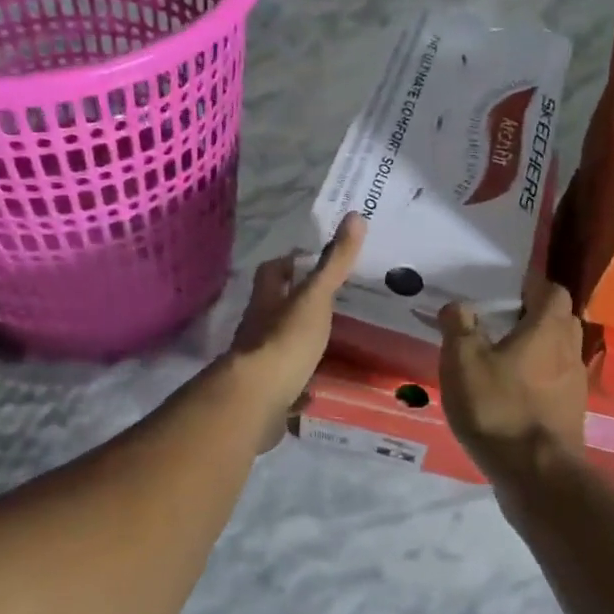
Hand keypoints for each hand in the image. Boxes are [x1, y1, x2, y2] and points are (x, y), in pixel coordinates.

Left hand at [225, 212, 365, 448]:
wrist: (258, 398)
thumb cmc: (286, 340)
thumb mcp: (315, 297)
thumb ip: (335, 263)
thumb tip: (355, 215)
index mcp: (267, 301)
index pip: (272, 272)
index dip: (288, 263)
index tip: (309, 260)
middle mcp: (257, 328)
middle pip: (272, 308)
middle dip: (293, 304)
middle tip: (327, 303)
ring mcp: (259, 362)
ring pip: (277, 344)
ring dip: (296, 342)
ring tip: (328, 343)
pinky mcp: (266, 392)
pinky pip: (284, 382)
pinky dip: (298, 381)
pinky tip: (316, 388)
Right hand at [438, 274, 587, 480]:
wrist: (536, 474)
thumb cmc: (498, 408)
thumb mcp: (463, 363)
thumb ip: (459, 327)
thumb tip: (457, 305)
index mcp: (547, 329)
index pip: (551, 290)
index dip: (531, 285)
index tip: (505, 290)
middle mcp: (569, 350)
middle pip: (559, 319)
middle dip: (534, 315)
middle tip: (501, 321)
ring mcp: (575, 384)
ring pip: (559, 351)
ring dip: (537, 348)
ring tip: (502, 357)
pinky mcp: (571, 412)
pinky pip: (556, 381)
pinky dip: (538, 377)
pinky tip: (512, 391)